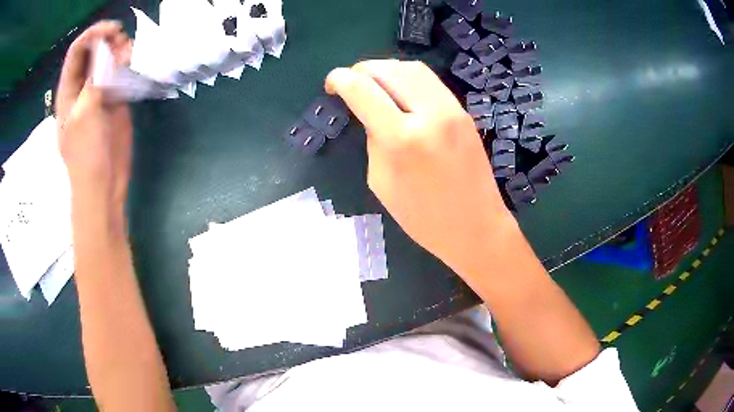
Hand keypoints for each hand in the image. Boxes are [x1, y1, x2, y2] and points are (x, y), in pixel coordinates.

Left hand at [56, 21, 132, 212]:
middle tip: (122, 43)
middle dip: (107, 39)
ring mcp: (98, 92)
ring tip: (129, 55)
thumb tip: (107, 54)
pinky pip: (119, 73)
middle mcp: (82, 86)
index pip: (77, 51)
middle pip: (92, 50)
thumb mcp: (84, 114)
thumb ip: (93, 80)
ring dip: (119, 49)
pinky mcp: (113, 99)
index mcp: (68, 90)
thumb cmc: (87, 154)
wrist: (103, 184)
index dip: (93, 34)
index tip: (112, 31)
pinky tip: (133, 65)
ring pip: (107, 58)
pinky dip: (127, 64)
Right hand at [325, 60, 514, 274]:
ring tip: (374, 85)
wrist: (476, 227)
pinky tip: (400, 93)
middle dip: (361, 70)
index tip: (331, 84)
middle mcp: (429, 113)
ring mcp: (452, 109)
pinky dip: (407, 78)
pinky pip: (429, 81)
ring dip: (385, 70)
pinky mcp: (463, 111)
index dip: (339, 79)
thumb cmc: (423, 218)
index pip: (361, 89)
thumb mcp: (381, 181)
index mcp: (402, 138)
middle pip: (387, 68)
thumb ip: (373, 139)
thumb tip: (370, 112)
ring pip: (411, 68)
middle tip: (351, 84)